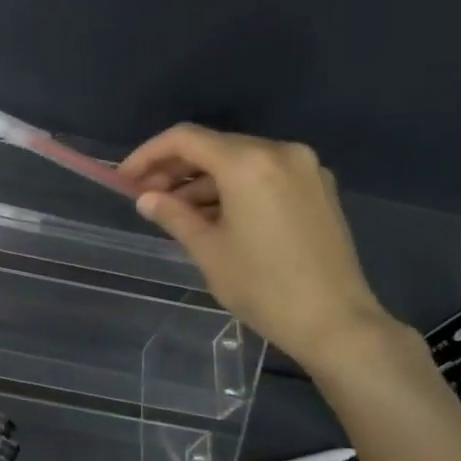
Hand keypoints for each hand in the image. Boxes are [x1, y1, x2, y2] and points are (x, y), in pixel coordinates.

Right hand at [121, 125, 396, 373]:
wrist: (334, 321)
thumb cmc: (262, 286)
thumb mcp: (208, 250)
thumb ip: (173, 215)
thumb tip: (146, 199)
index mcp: (248, 163)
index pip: (186, 139)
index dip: (148, 155)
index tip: (125, 179)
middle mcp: (280, 152)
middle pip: (215, 146)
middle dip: (176, 169)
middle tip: (147, 198)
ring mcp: (305, 169)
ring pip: (240, 161)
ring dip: (204, 181)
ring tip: (177, 212)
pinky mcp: (319, 189)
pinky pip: (265, 175)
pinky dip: (234, 188)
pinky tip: (216, 216)